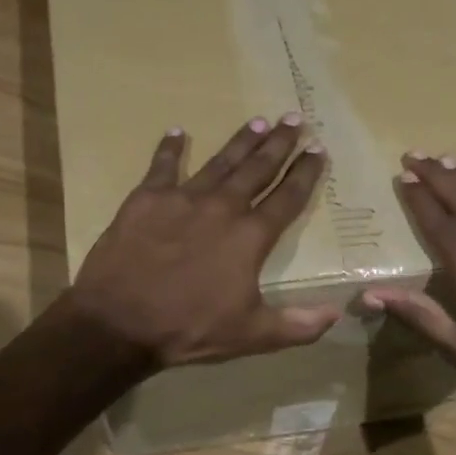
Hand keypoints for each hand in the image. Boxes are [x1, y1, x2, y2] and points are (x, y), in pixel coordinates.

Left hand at [65, 114, 340, 369]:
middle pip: (257, 169)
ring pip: (220, 162)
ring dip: (241, 141)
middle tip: (294, 119)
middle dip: (279, 144)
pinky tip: (177, 132)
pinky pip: (162, 166)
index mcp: (250, 237)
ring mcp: (182, 198)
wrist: (119, 320)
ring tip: (258, 121)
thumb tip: (336, 314)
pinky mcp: (146, 199)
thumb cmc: (189, 328)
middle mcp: (222, 208)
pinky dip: (170, 149)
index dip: (305, 174)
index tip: (318, 151)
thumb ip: (297, 325)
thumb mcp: (251, 335)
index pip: (287, 198)